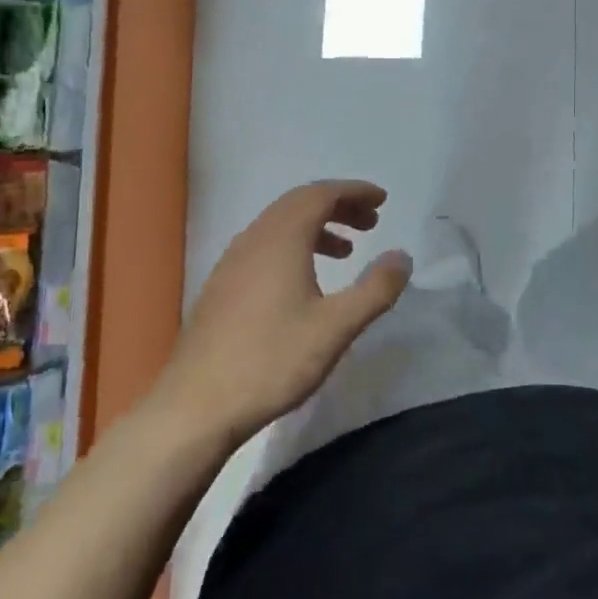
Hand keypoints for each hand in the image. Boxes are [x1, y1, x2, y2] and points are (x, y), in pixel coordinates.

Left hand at [154, 181, 413, 443]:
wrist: (195, 406)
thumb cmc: (271, 361)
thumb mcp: (336, 327)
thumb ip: (375, 289)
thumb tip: (402, 256)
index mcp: (281, 238)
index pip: (321, 194)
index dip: (354, 192)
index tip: (381, 200)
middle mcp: (254, 239)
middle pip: (299, 203)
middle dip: (338, 206)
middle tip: (370, 223)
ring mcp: (232, 262)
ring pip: (280, 225)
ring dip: (316, 227)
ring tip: (345, 252)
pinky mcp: (221, 286)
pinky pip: (264, 246)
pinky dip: (294, 246)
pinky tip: (304, 281)